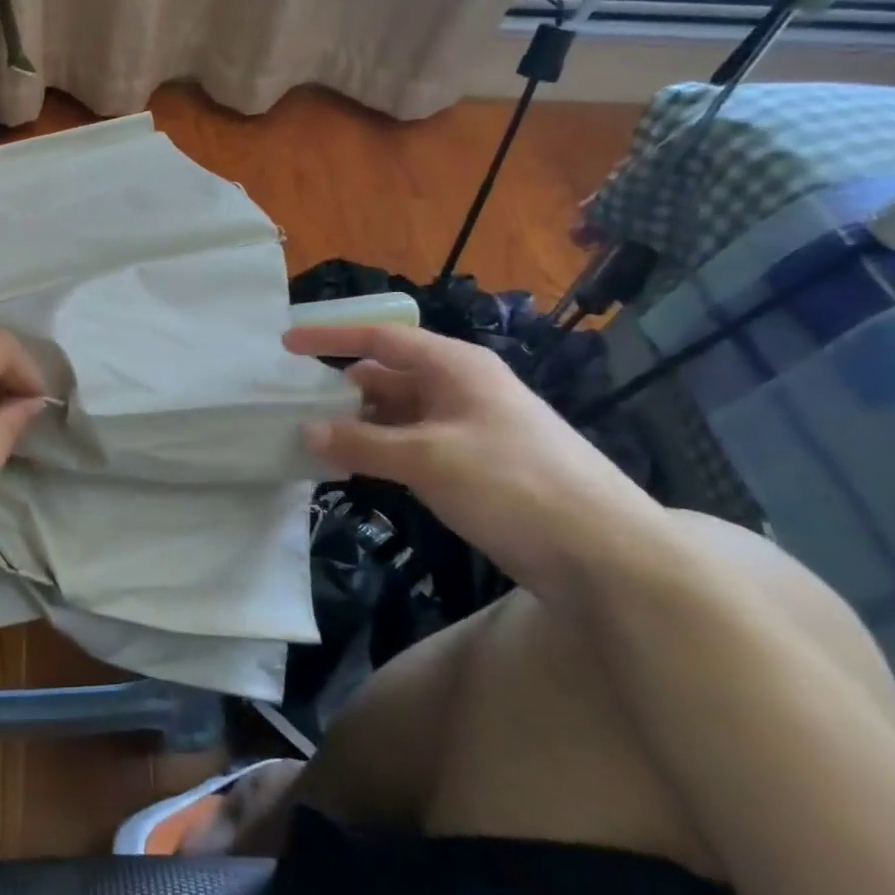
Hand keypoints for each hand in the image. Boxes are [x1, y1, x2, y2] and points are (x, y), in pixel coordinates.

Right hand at [283, 324, 662, 594]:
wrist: (607, 556)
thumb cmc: (514, 485)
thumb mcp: (428, 459)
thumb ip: (362, 443)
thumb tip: (306, 431)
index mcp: (455, 366)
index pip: (381, 337)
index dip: (331, 337)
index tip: (287, 343)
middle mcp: (460, 388)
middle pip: (388, 376)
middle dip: (342, 390)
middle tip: (293, 406)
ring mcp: (469, 428)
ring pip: (399, 415)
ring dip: (359, 427)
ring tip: (314, 442)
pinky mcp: (475, 466)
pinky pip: (414, 446)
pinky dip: (381, 453)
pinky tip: (354, 470)